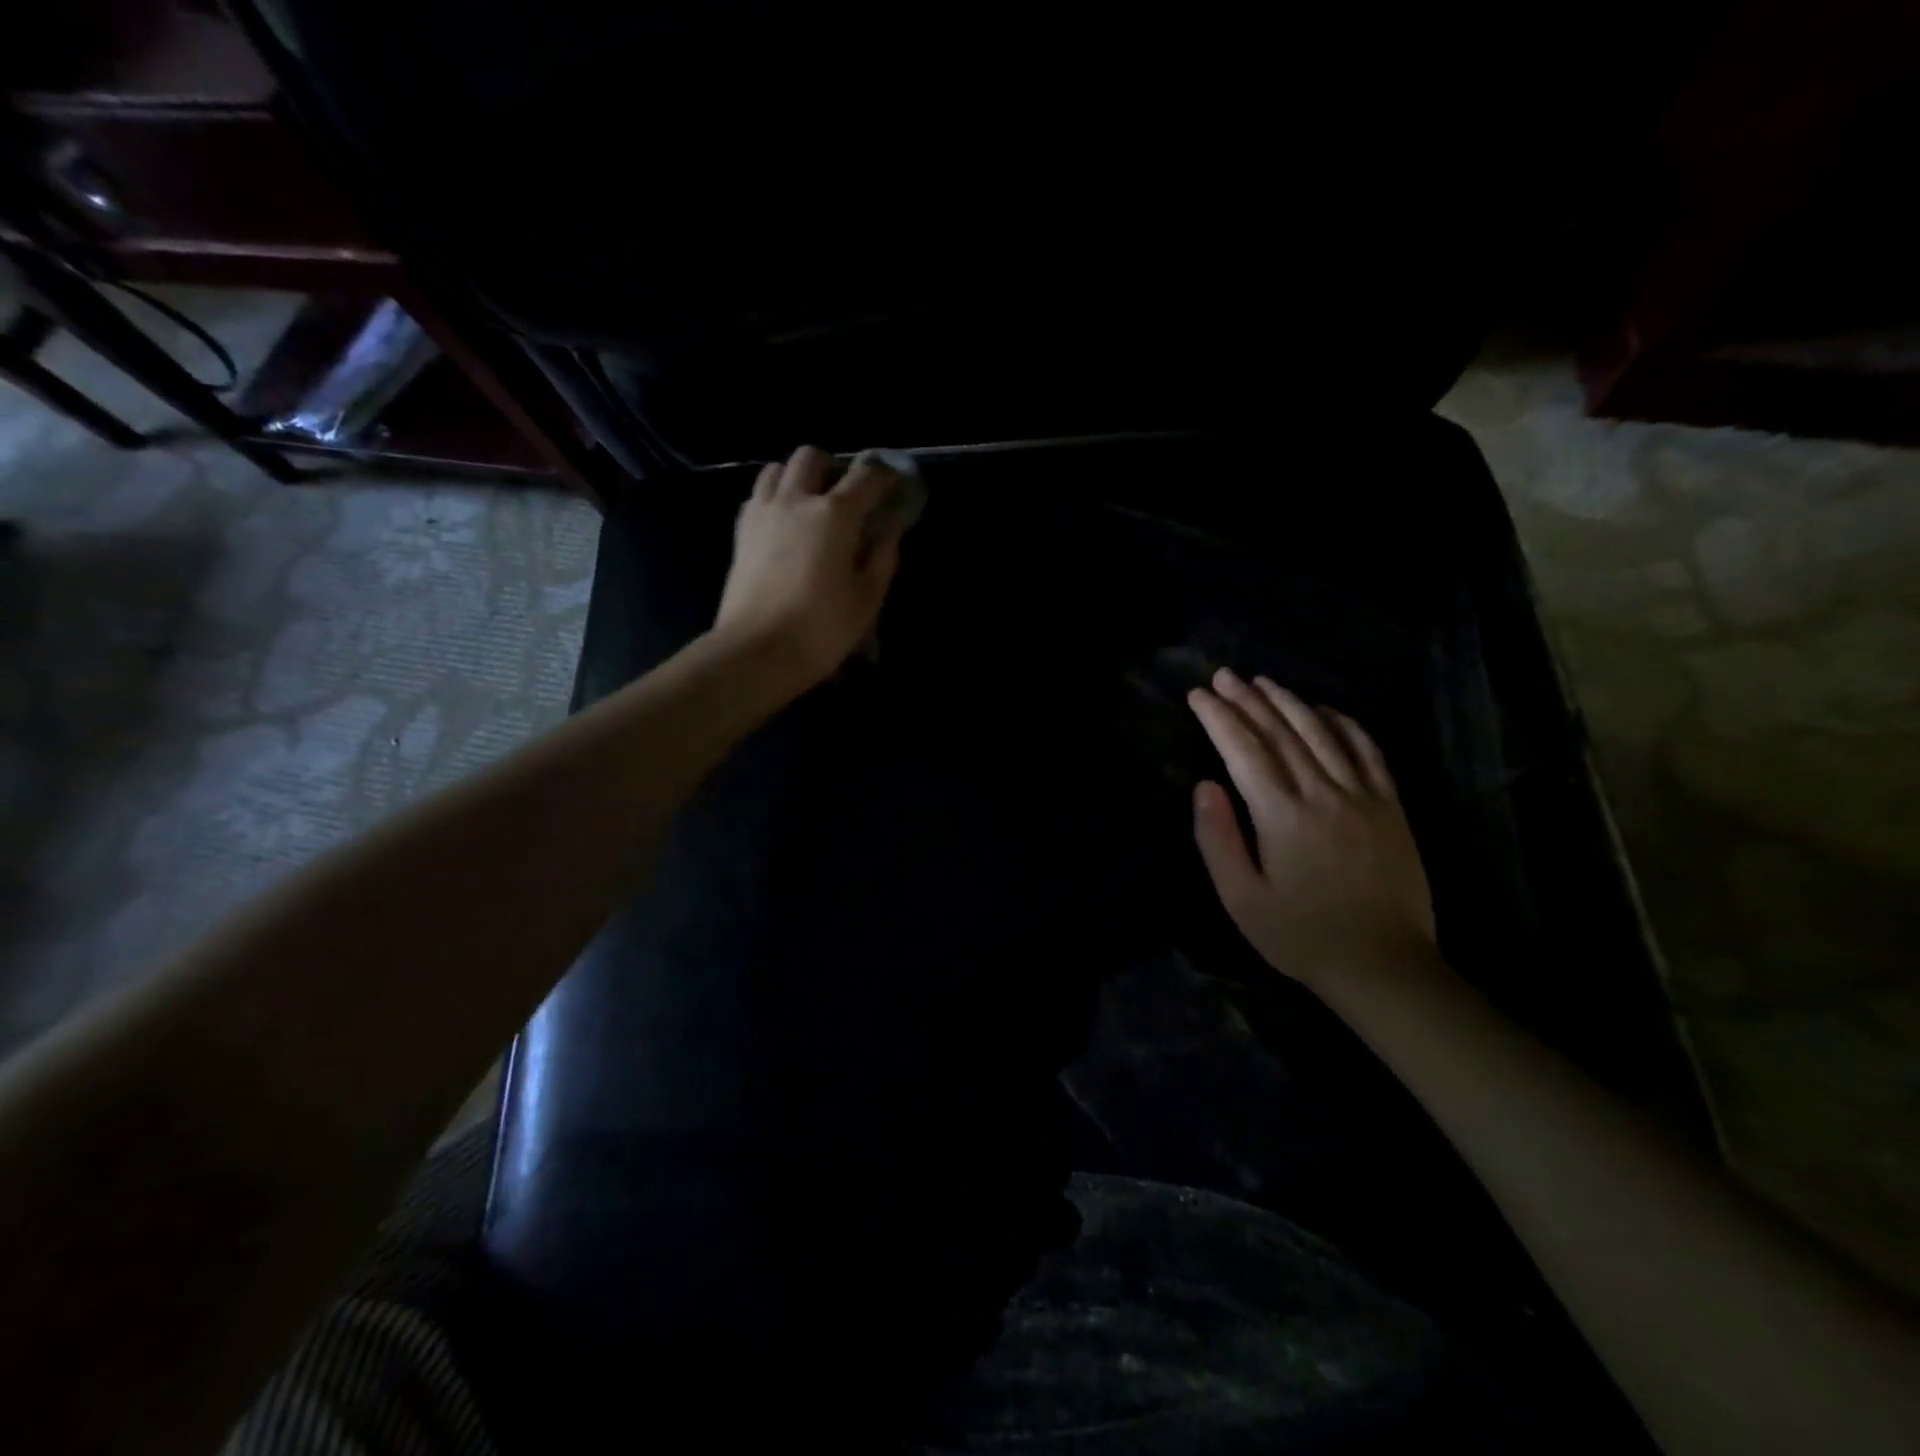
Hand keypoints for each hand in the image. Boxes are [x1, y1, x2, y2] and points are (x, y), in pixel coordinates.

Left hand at [714, 445, 907, 687]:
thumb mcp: (867, 597)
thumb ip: (884, 554)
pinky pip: (759, 495)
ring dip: (799, 477)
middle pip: (812, 457)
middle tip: (846, 495)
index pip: (866, 475)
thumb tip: (892, 524)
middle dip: (833, 467)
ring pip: (778, 468)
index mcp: (834, 514)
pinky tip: (785, 525)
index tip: (894, 484)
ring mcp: (762, 512)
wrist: (756, 652)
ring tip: (811, 505)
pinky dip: (775, 497)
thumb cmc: (821, 629)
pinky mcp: (741, 531)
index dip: (885, 475)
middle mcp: (796, 500)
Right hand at [1188, 668, 1439, 993]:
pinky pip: (1368, 751)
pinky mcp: (1391, 807)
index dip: (1218, 718)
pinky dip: (1344, 723)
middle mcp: (1322, 793)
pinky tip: (1325, 709)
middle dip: (1247, 699)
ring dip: (1289, 702)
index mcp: (1281, 815)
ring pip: (1322, 733)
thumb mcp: (1241, 898)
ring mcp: (1363, 796)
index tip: (1198, 695)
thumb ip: (1217, 839)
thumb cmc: (1300, 936)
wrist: (1383, 965)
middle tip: (1223, 676)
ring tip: (1264, 682)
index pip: (1243, 750)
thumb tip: (1204, 785)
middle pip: (1281, 732)